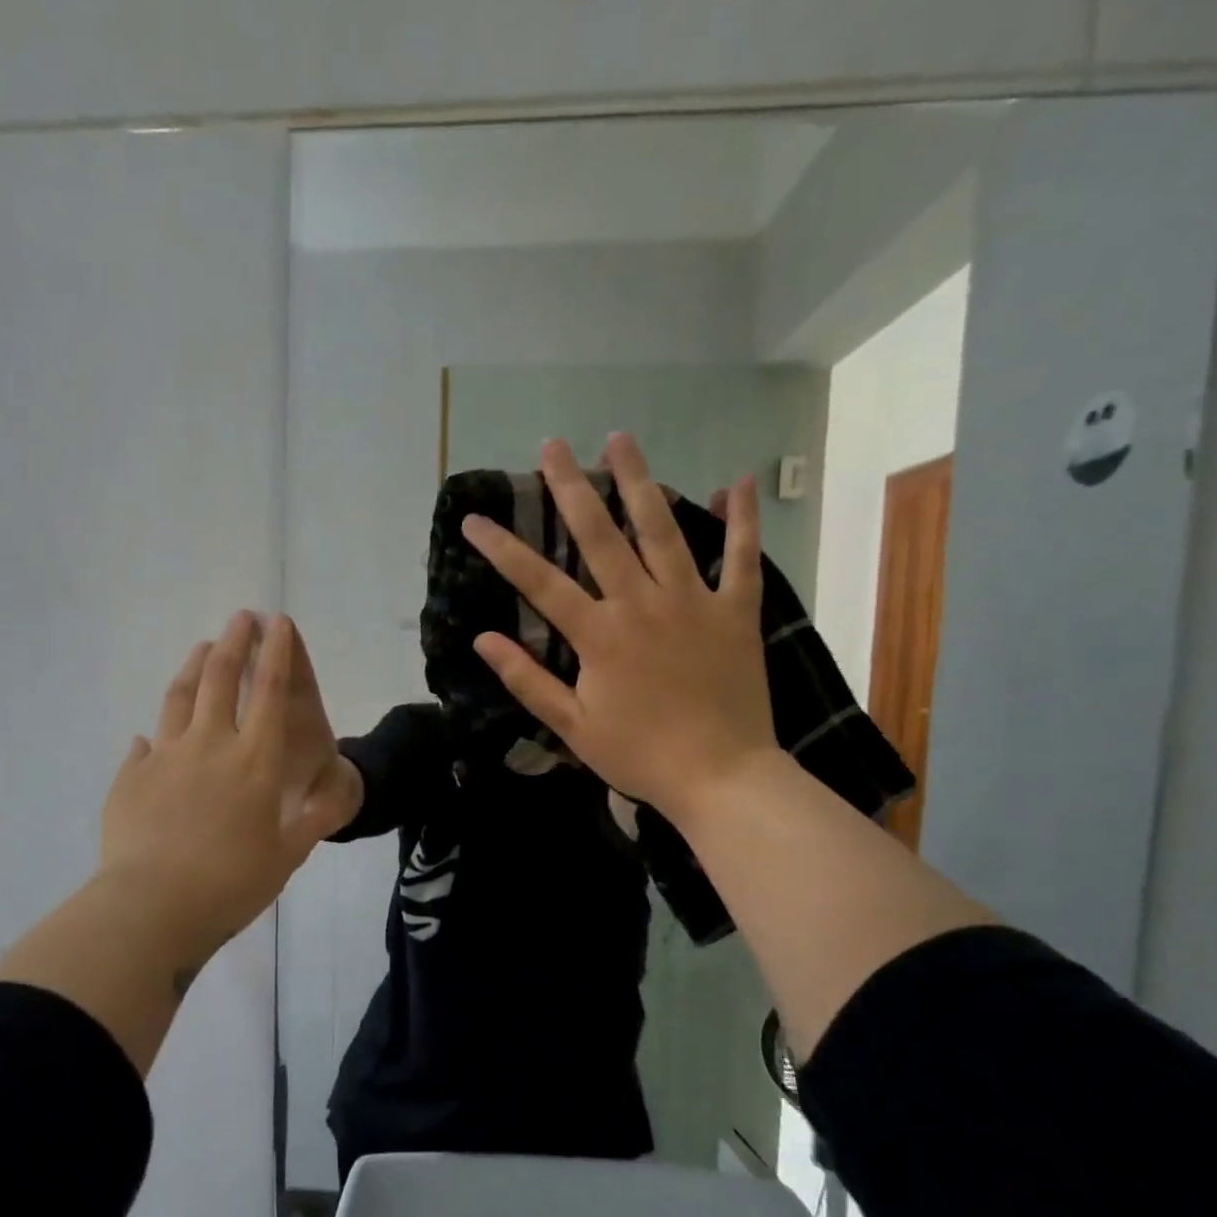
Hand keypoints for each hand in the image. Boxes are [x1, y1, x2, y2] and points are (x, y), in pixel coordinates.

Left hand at [97, 612, 358, 956]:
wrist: (152, 907)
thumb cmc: (231, 884)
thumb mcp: (287, 857)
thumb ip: (310, 822)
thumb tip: (330, 798)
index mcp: (256, 761)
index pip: (271, 693)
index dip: (277, 653)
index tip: (278, 623)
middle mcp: (212, 745)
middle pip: (222, 677)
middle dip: (235, 641)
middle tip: (241, 617)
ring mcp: (166, 756)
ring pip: (181, 696)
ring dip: (194, 666)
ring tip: (202, 647)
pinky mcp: (131, 776)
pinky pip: (145, 745)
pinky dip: (154, 732)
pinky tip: (151, 732)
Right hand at [459, 434, 778, 825]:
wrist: (721, 777)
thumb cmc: (639, 755)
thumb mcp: (572, 727)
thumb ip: (528, 680)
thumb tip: (483, 639)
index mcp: (598, 635)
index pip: (539, 581)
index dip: (502, 548)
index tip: (473, 519)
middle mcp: (641, 604)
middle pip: (600, 535)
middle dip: (571, 487)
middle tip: (552, 446)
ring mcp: (693, 602)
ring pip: (662, 530)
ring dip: (639, 482)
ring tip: (621, 439)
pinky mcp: (736, 611)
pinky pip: (743, 557)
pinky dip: (743, 519)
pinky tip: (737, 481)